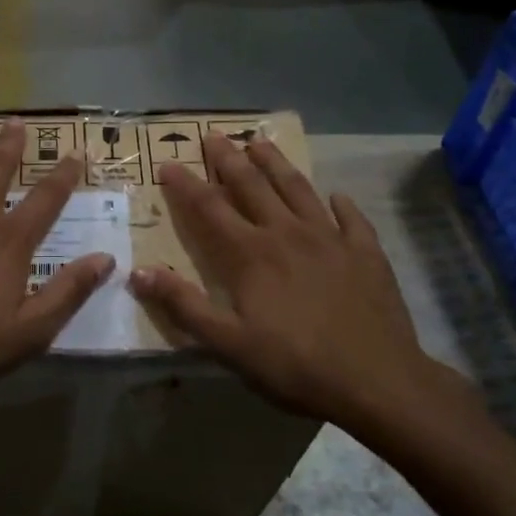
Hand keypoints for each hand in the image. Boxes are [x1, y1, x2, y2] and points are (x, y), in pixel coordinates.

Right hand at [129, 134, 467, 428]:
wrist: (377, 380)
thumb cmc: (295, 365)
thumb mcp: (229, 344)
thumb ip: (184, 305)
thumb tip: (138, 272)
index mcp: (251, 254)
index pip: (210, 208)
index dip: (186, 184)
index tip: (167, 164)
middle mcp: (287, 233)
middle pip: (253, 185)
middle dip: (229, 159)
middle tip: (214, 135)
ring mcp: (331, 239)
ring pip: (298, 189)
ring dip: (276, 164)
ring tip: (261, 142)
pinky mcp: (366, 253)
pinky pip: (351, 218)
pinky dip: (342, 203)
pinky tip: (338, 195)